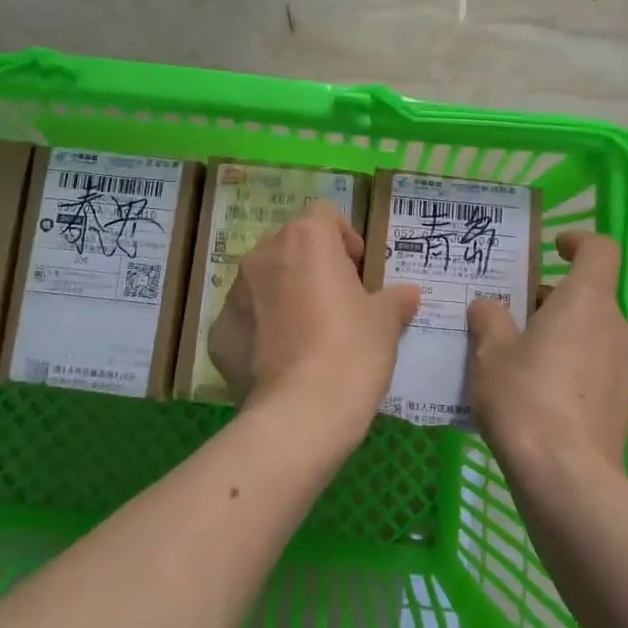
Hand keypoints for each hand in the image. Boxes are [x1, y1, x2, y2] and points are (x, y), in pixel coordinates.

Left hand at [208, 201, 421, 455]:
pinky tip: (281, 362)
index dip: (344, 238)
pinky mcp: (218, 333)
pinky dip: (260, 330)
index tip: (358, 271)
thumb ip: (395, 299)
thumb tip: (409, 294)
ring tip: (307, 334)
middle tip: (335, 301)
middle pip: (290, 245)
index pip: (324, 216)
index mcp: (305, 239)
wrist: (302, 412)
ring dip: (283, 294)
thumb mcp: (385, 321)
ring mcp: (234, 293)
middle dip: (311, 265)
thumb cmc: (352, 350)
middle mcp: (263, 255)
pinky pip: (244, 320)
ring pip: (263, 281)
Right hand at [466, 231, 627, 477]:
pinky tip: (537, 397)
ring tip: (518, 361)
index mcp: (588, 302)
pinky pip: (597, 369)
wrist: (568, 479)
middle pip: (590, 296)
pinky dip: (572, 368)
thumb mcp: (491, 352)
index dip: (578, 241)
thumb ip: (490, 319)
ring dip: (562, 336)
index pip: (600, 250)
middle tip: (511, 319)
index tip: (552, 249)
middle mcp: (618, 328)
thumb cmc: (526, 398)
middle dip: (553, 300)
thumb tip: (489, 307)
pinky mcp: (625, 405)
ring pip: (593, 334)